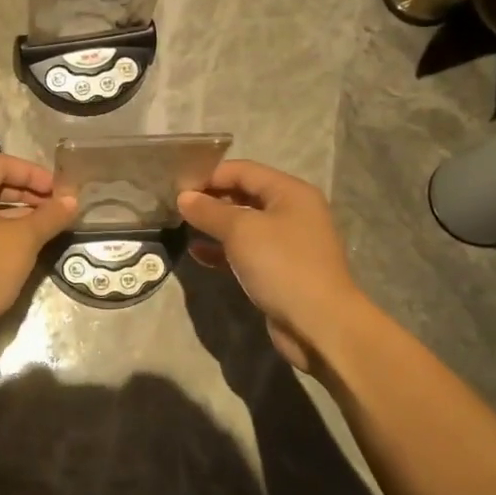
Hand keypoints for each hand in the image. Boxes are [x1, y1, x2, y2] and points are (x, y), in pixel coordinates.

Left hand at [0, 154, 77, 344]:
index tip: (58, 190)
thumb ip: (49, 216)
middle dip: (28, 193)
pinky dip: (6, 231)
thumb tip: (72, 201)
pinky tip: (29, 245)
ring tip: (49, 225)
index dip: (33, 172)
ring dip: (20, 213)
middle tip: (56, 207)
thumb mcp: (24, 239)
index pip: (1, 164)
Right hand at [178, 160, 360, 371]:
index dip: (209, 175)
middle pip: (244, 195)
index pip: (242, 170)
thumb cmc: (282, 266)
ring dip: (214, 225)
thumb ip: (209, 211)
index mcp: (290, 192)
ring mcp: (287, 242)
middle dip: (210, 199)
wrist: (319, 324)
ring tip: (183, 228)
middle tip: (176, 207)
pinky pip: (245, 251)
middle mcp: (291, 211)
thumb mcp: (241, 231)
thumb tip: (184, 197)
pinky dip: (222, 250)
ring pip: (243, 225)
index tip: (177, 188)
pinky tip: (198, 254)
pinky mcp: (279, 270)